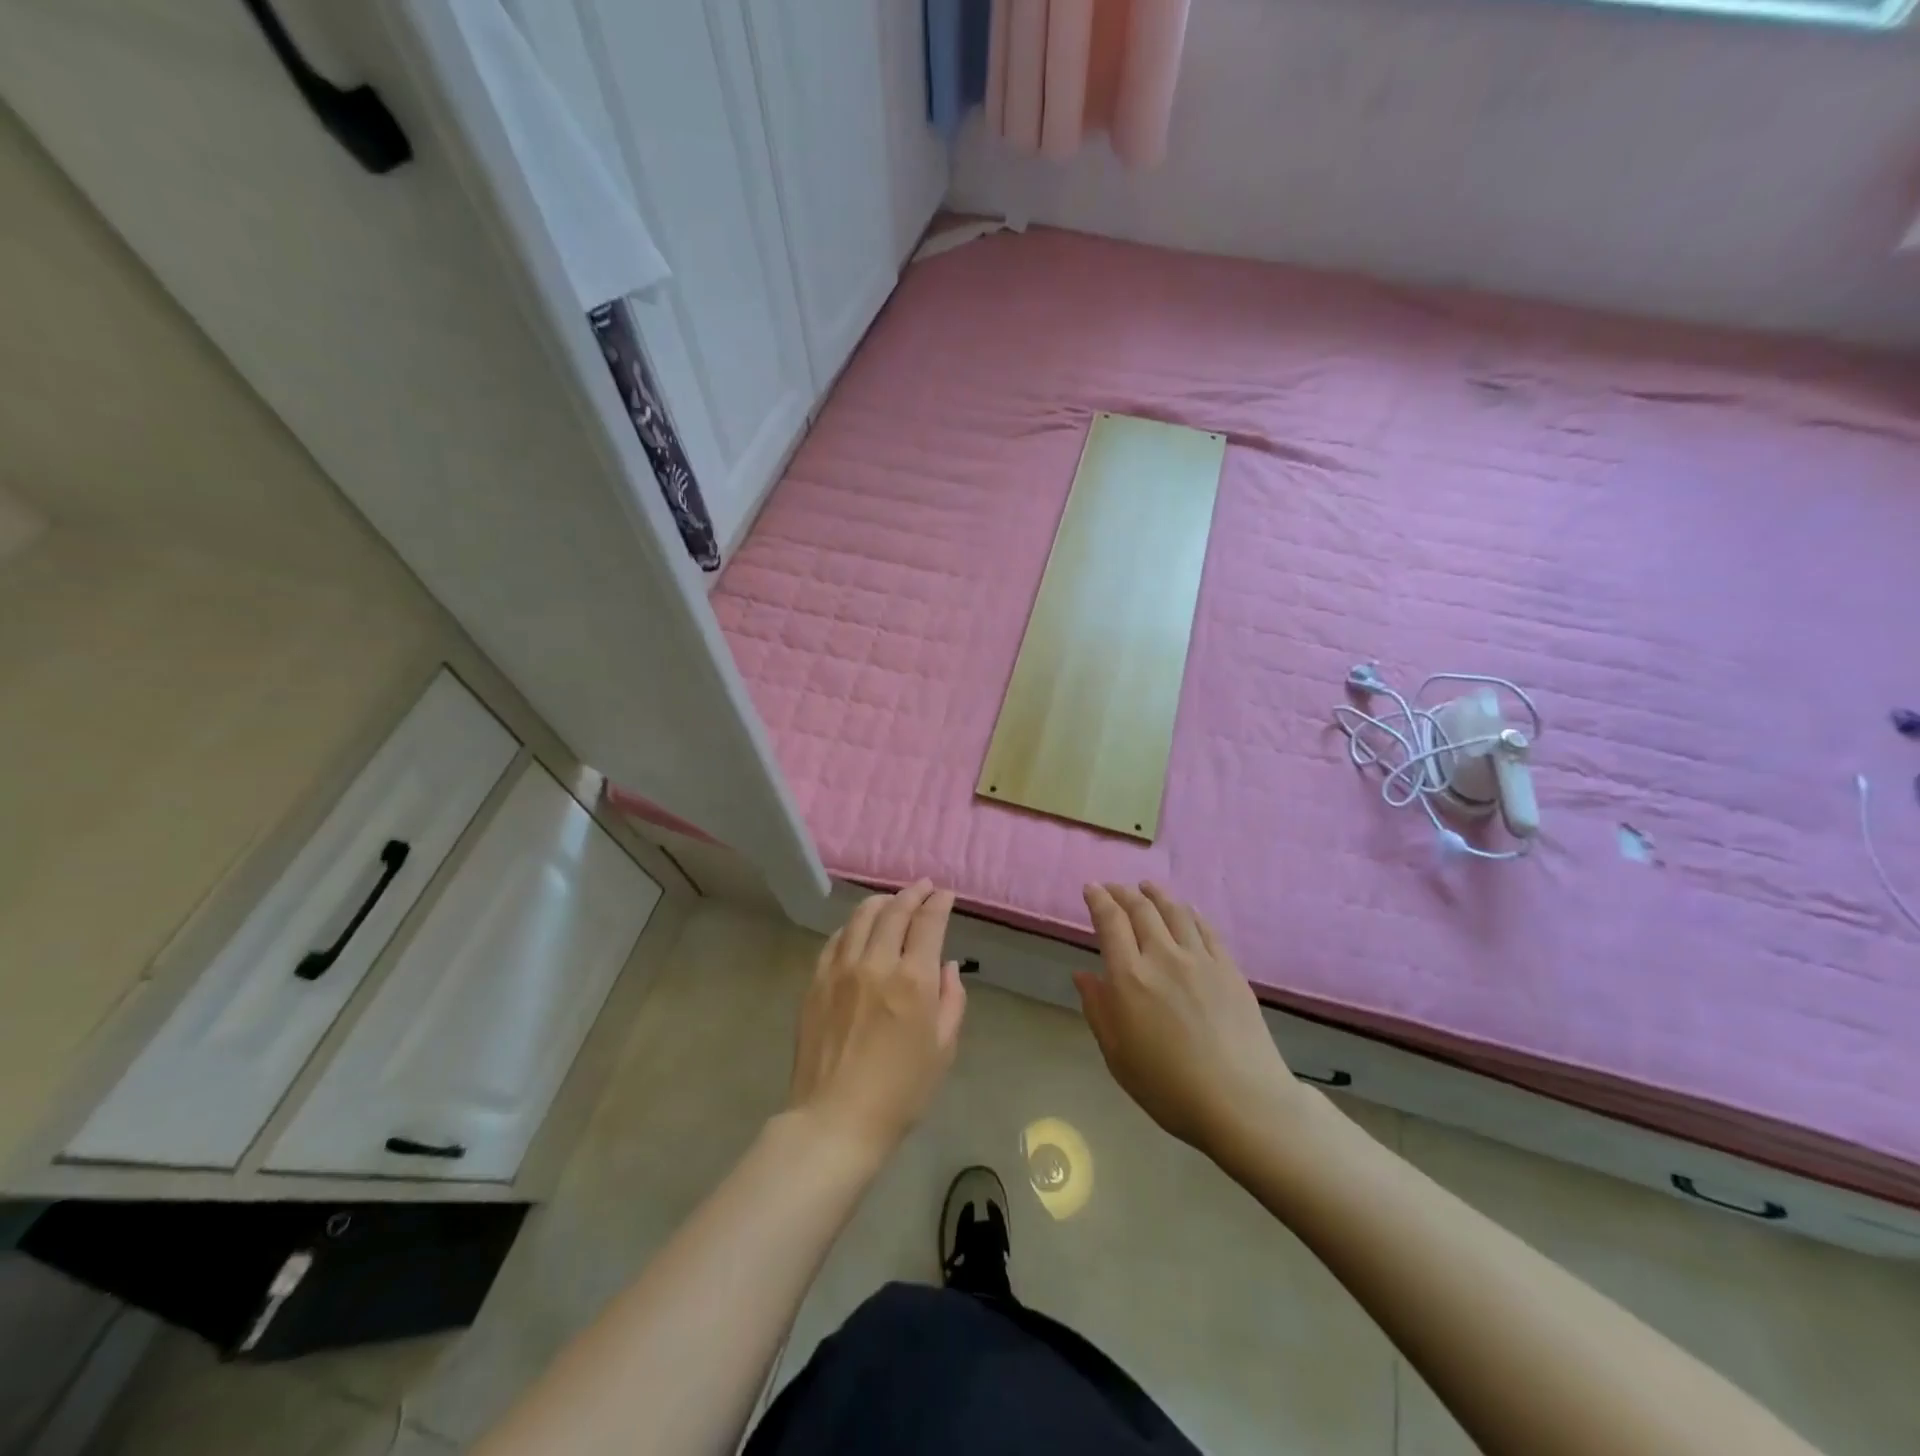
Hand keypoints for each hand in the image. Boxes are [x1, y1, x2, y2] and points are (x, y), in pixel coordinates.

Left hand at [787, 880, 966, 1161]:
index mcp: (913, 980)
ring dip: (880, 902)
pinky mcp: (816, 983)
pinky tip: (857, 928)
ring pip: (860, 918)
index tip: (945, 894)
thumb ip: (951, 1001)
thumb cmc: (900, 1093)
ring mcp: (841, 970)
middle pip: (894, 912)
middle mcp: (876, 964)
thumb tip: (946, 967)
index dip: (939, 902)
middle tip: (922, 887)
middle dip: (912, 893)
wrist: (836, 1120)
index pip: (928, 923)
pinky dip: (851, 926)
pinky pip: (835, 941)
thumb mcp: (943, 1050)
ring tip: (891, 900)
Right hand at [1076, 882, 1301, 1158]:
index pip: (1110, 922)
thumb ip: (1098, 1009)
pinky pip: (1206, 928)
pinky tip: (1186, 911)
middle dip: (1123, 892)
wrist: (1242, 1102)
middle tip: (1114, 888)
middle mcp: (1163, 957)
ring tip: (1147, 887)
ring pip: (1175, 911)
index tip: (1091, 888)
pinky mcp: (1229, 968)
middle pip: (1141, 909)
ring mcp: (1200, 959)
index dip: (1098, 899)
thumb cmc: (1169, 1087)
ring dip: (1156, 894)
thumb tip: (1083, 974)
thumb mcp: (1118, 1055)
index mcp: (1129, 978)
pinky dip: (1190, 913)